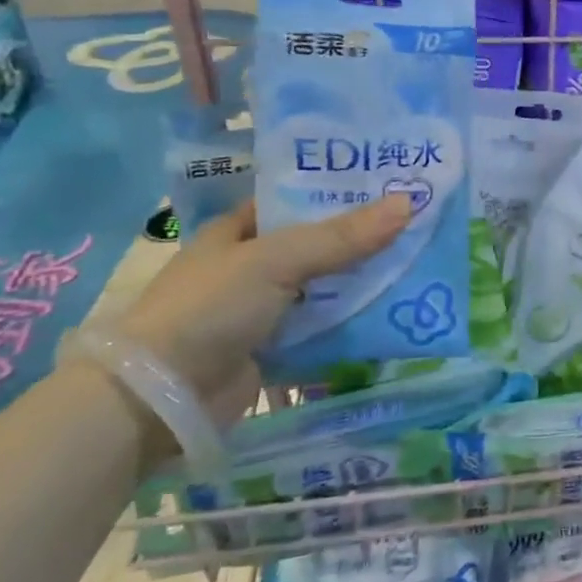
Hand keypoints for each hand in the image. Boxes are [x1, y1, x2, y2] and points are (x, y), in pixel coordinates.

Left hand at [113, 195, 410, 424]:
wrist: (163, 397)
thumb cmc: (211, 308)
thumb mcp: (278, 260)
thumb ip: (342, 236)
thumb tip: (409, 204)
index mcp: (239, 230)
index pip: (296, 199)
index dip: (339, 190)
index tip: (390, 183)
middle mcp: (250, 264)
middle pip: (317, 243)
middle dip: (361, 237)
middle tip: (418, 222)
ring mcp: (262, 308)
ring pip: (324, 286)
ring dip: (362, 280)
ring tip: (418, 262)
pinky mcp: (274, 348)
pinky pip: (323, 326)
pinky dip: (352, 320)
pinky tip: (394, 310)